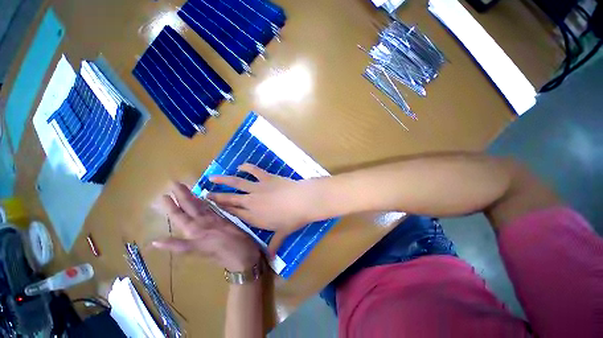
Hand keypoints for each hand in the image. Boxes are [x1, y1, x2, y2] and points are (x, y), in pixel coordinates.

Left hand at [153, 182, 260, 271]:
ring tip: (185, 189)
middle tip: (175, 183)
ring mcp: (213, 223)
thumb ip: (180, 246)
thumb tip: (155, 242)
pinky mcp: (224, 222)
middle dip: (182, 196)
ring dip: (192, 199)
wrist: (244, 255)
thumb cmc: (227, 250)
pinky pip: (214, 212)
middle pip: (190, 208)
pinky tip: (205, 201)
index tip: (166, 193)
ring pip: (201, 209)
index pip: (182, 214)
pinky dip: (208, 206)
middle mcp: (202, 225)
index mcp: (196, 229)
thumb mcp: (200, 249)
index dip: (174, 204)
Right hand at [207, 163, 320, 255]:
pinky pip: (254, 171)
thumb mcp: (282, 234)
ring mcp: (258, 188)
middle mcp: (251, 202)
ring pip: (237, 183)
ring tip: (212, 178)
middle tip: (204, 194)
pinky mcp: (267, 177)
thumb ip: (274, 246)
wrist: (302, 201)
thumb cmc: (292, 219)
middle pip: (230, 199)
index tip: (210, 208)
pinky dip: (246, 167)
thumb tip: (271, 260)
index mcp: (253, 217)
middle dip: (216, 197)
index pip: (233, 214)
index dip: (221, 210)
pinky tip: (240, 166)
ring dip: (224, 180)